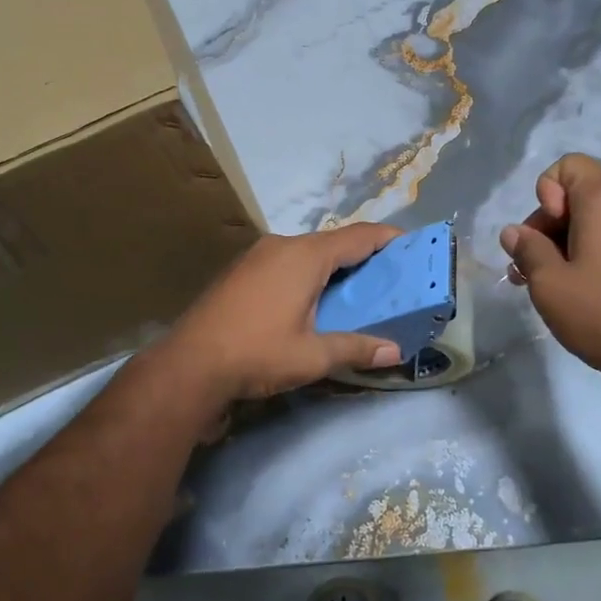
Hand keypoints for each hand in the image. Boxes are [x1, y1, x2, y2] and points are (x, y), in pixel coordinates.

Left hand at [162, 224, 405, 404]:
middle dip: (364, 256)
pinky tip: (312, 299)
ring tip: (355, 290)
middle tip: (389, 278)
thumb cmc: (257, 353)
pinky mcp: (241, 270)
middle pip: (334, 242)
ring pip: (308, 251)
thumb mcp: (313, 355)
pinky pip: (286, 261)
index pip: (359, 236)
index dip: (389, 238)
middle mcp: (283, 245)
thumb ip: (356, 348)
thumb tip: (394, 351)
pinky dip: (308, 272)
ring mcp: (257, 255)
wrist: (189, 364)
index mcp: (306, 256)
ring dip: (334, 266)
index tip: (412, 246)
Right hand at [501, 154, 600, 385]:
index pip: (569, 165)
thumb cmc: (600, 311)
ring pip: (591, 221)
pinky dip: (585, 254)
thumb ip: (527, 249)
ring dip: (561, 243)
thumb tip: (514, 232)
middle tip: (529, 264)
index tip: (544, 231)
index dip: (546, 191)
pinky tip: (570, 289)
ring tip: (540, 282)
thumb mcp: (549, 282)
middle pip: (577, 194)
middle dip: (546, 223)